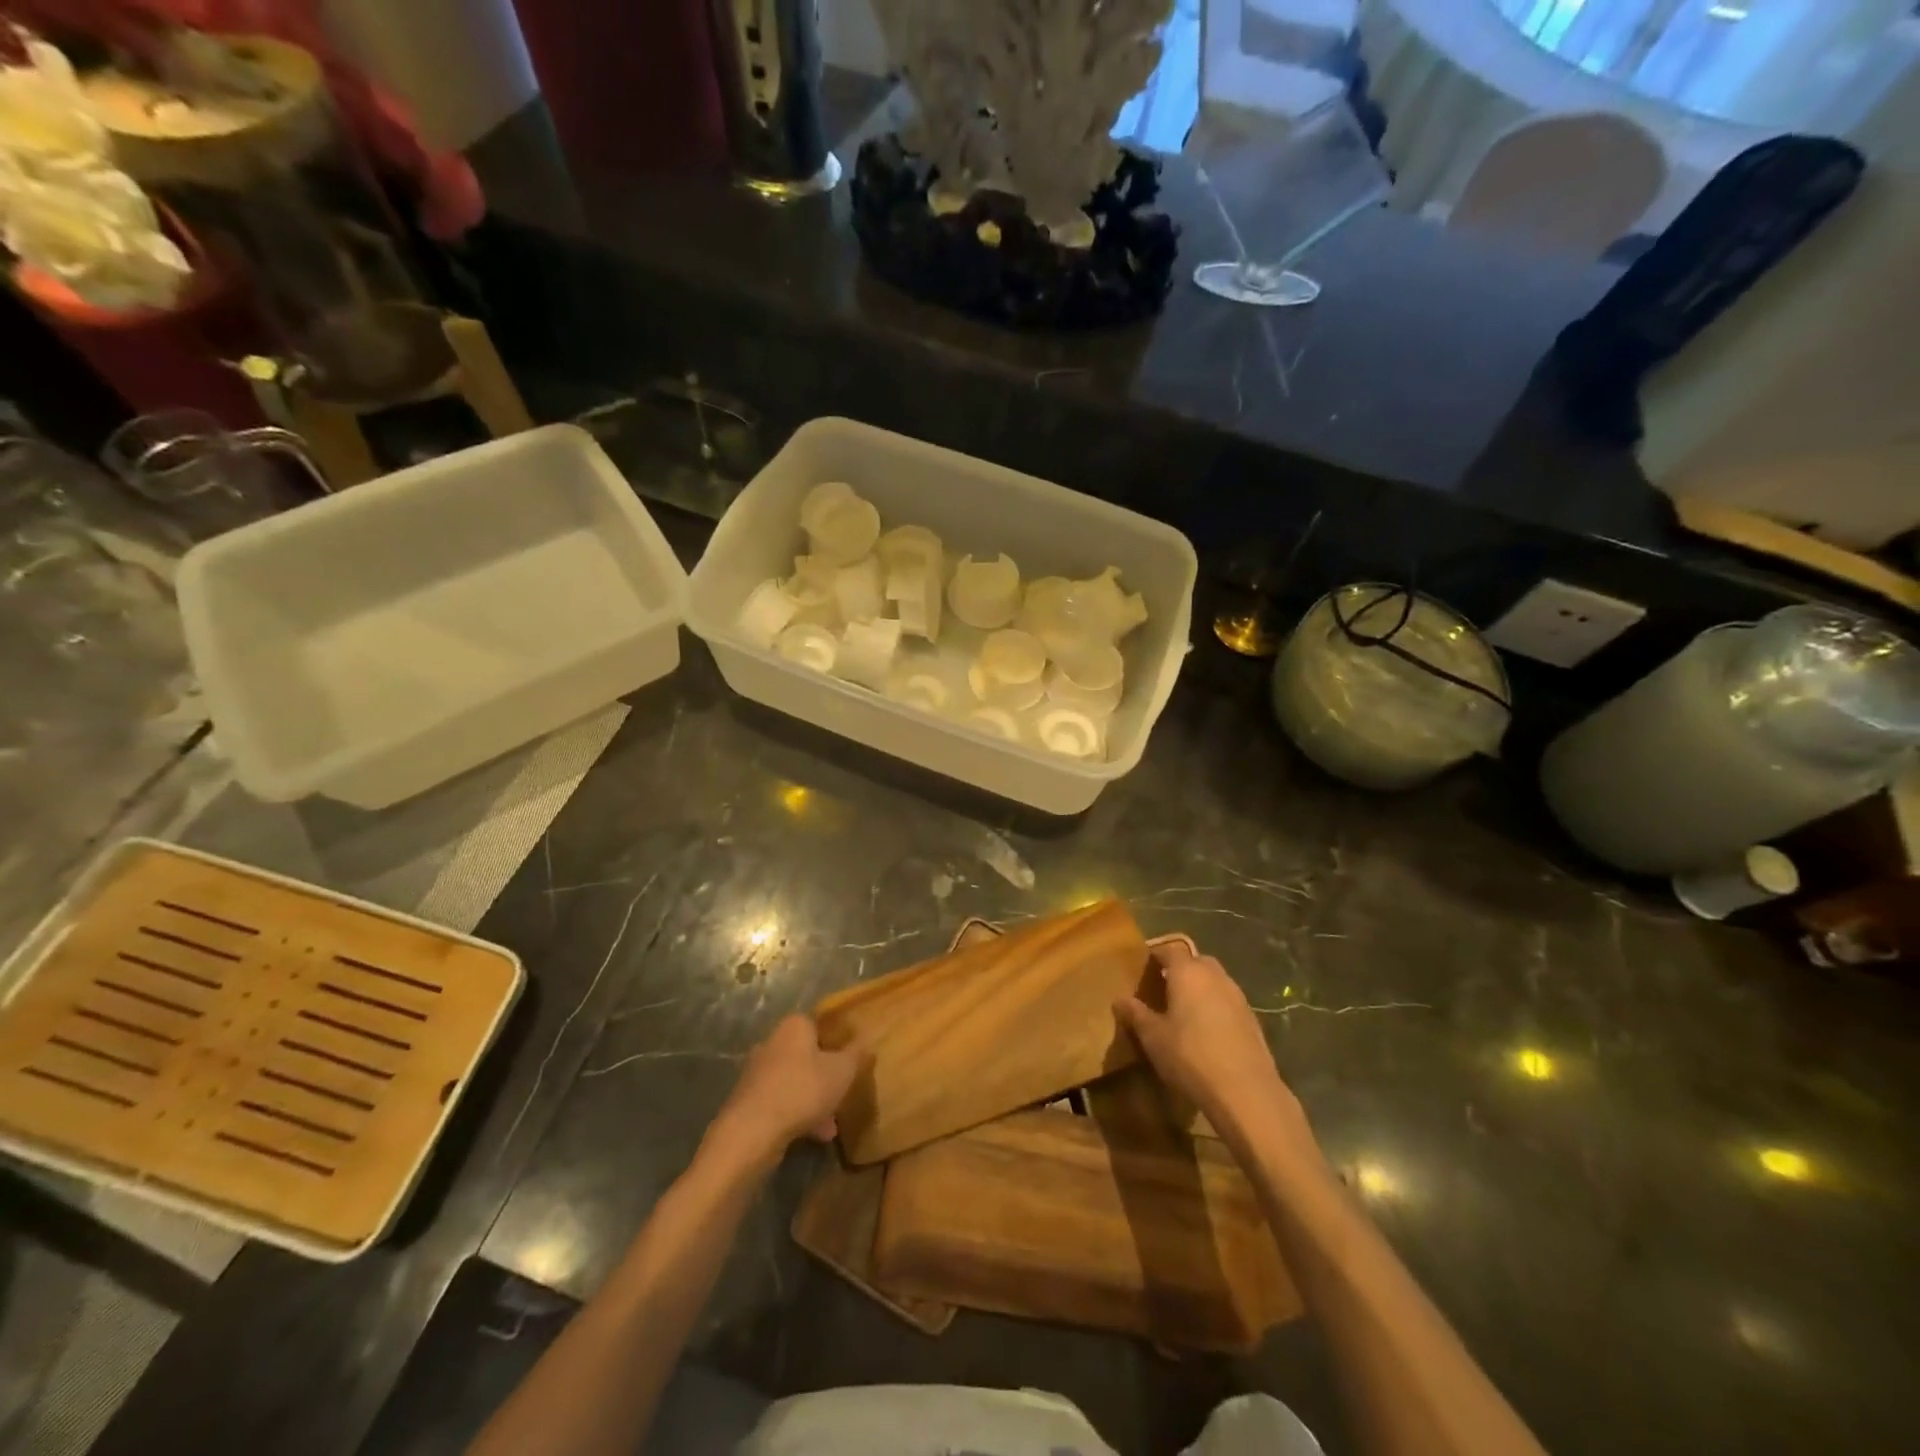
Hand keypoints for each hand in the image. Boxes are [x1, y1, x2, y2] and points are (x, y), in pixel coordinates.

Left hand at [709, 1014, 863, 1166]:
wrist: (752, 1131)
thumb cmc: (803, 1089)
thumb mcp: (843, 1070)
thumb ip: (856, 1053)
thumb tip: (866, 1038)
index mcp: (794, 1026)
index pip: (819, 1025)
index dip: (836, 1043)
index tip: (848, 1064)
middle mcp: (772, 1042)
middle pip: (806, 1056)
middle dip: (825, 1077)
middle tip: (841, 1095)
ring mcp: (756, 1072)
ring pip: (794, 1081)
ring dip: (813, 1100)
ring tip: (830, 1127)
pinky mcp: (747, 1100)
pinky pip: (780, 1102)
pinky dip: (796, 1115)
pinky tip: (812, 1137)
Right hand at [1117, 943, 1315, 1158]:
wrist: (1245, 1091)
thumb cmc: (1190, 1056)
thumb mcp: (1153, 1037)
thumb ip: (1136, 1014)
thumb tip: (1119, 999)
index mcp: (1188, 972)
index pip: (1170, 949)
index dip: (1156, 955)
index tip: (1144, 967)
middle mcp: (1215, 976)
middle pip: (1196, 961)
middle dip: (1181, 970)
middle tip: (1163, 988)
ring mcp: (1238, 997)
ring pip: (1215, 981)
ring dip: (1200, 989)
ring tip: (1184, 1011)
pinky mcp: (1253, 1019)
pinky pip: (1228, 1002)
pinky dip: (1215, 1007)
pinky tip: (1207, 1032)